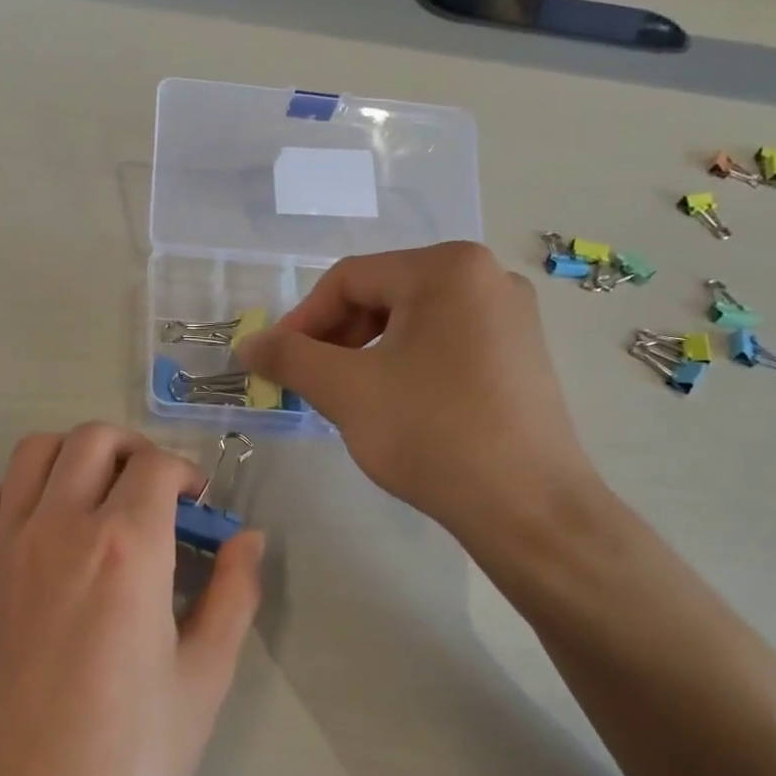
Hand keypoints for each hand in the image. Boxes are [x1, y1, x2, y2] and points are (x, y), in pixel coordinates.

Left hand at [0, 425, 263, 775]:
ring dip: (75, 455)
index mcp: (126, 548)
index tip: (199, 505)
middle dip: (134, 449)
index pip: (156, 465)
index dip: (186, 473)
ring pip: (35, 452)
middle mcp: (60, 527)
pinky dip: (22, 490)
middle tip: (156, 492)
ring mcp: (6, 548)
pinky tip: (45, 529)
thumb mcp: (205, 679)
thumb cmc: (128, 759)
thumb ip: (234, 595)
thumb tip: (248, 539)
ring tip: (100, 497)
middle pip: (93, 439)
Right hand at [235, 242, 599, 537]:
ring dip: (366, 353)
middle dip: (335, 338)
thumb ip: (289, 357)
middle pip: (383, 294)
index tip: (275, 363)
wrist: (528, 507)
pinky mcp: (521, 353)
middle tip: (309, 382)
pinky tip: (394, 404)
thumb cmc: (432, 434)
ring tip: (346, 397)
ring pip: (412, 320)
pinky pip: (444, 341)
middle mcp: (486, 276)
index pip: (349, 279)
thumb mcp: (346, 391)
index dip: (301, 320)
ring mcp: (511, 315)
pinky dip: (405, 363)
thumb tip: (248, 343)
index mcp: (447, 268)